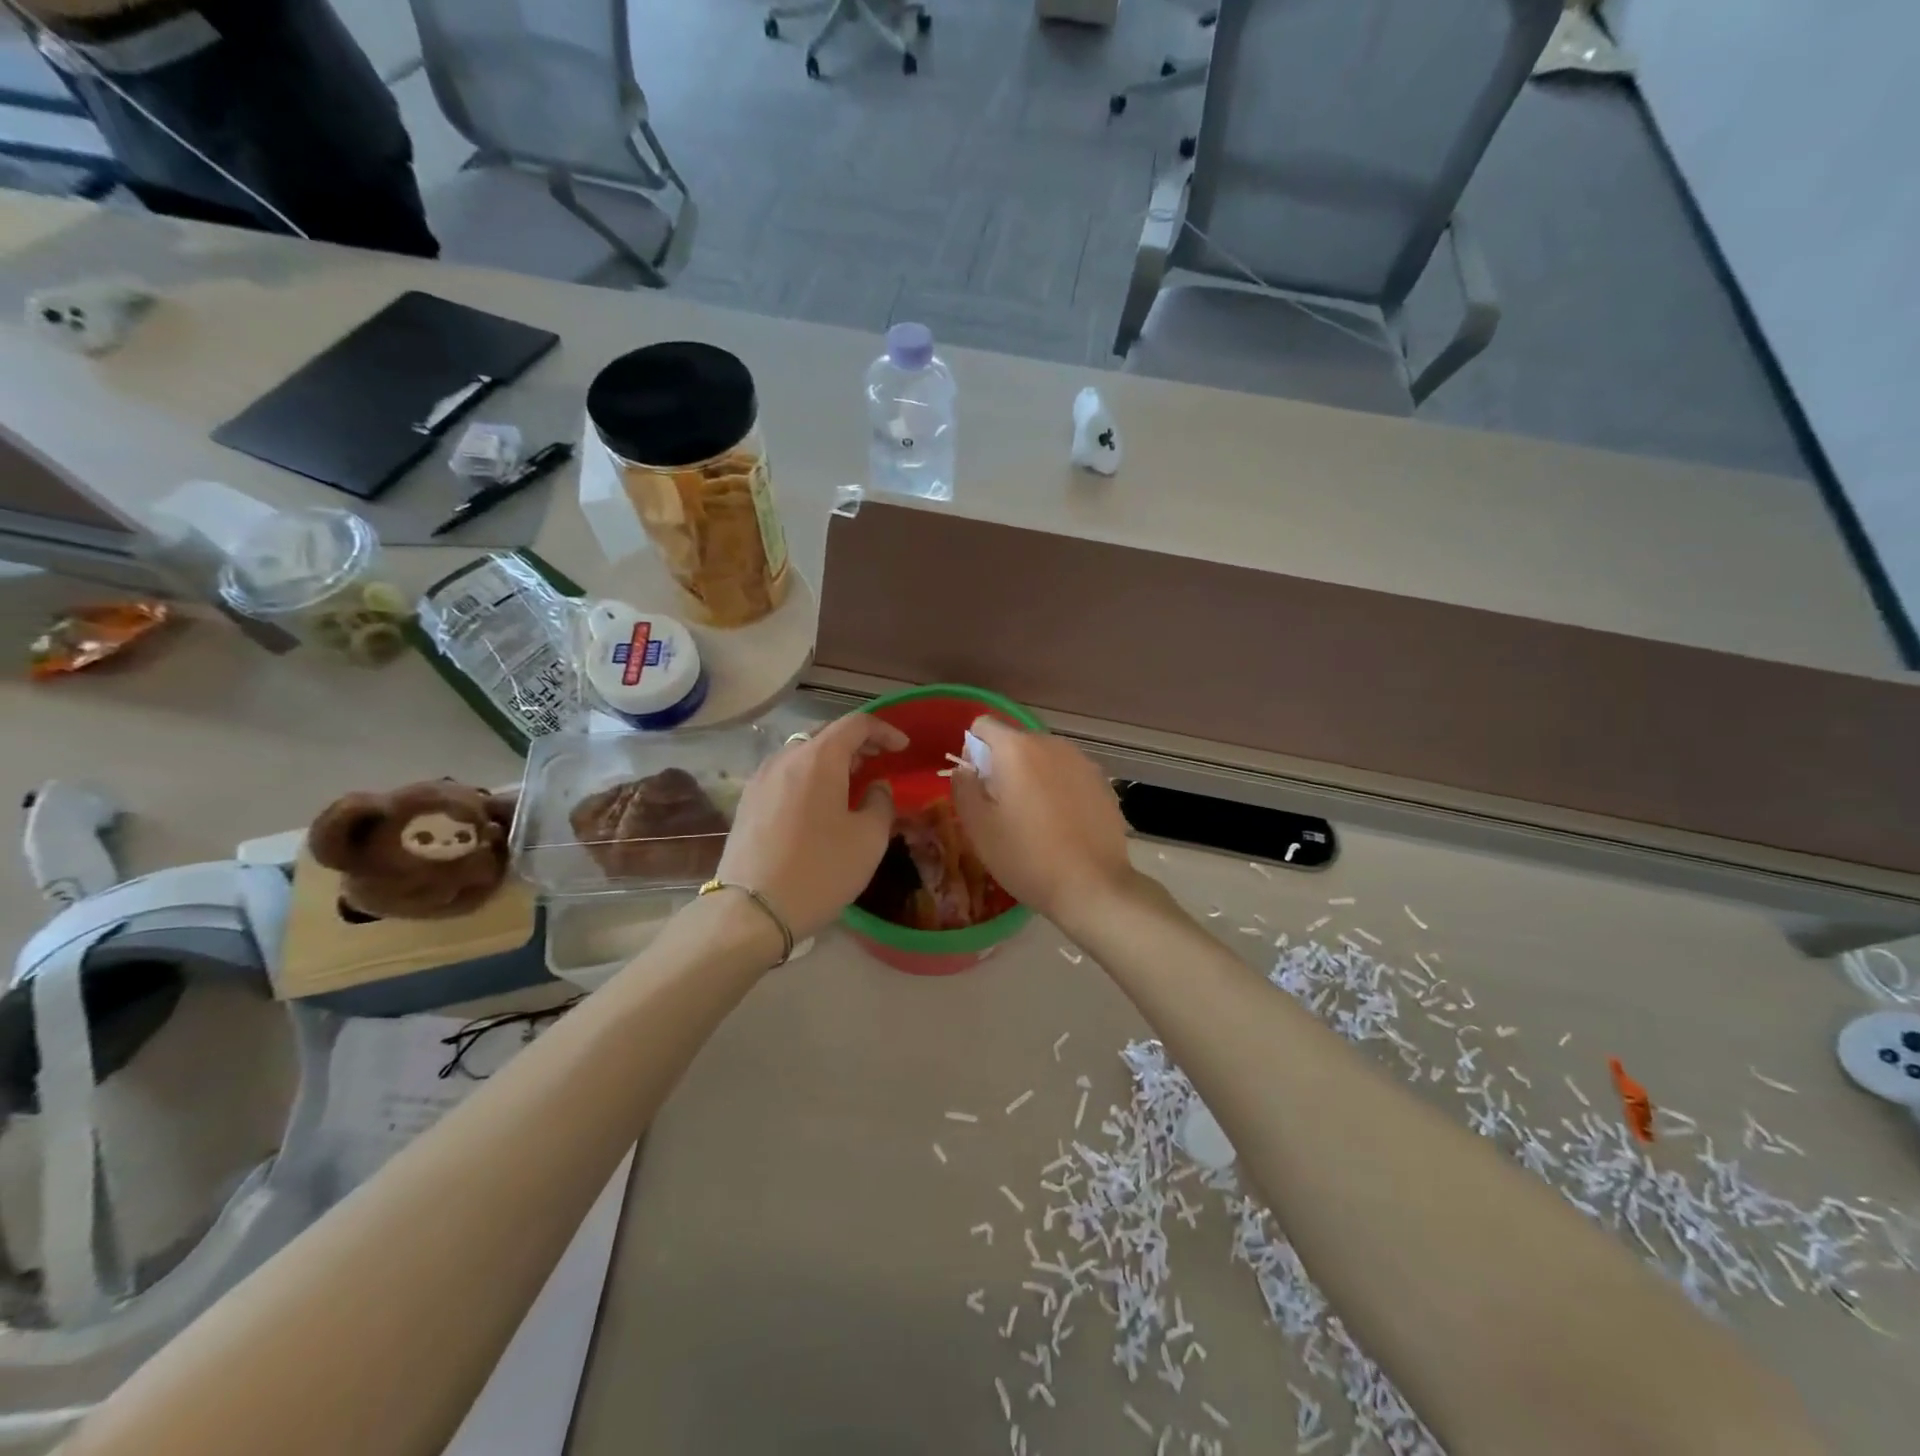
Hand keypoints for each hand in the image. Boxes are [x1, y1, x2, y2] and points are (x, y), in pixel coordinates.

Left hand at [717, 712, 907, 940]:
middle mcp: (785, 758)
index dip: (884, 730)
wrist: (751, 912)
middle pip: (826, 734)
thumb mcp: (868, 839)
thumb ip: (880, 802)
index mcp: (818, 758)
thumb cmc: (820, 871)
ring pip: (802, 754)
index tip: (903, 747)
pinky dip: (809, 777)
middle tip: (879, 761)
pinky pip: (785, 775)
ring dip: (831, 760)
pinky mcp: (747, 803)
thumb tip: (876, 787)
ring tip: (851, 782)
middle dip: (856, 743)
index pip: (856, 724)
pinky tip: (819, 803)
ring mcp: (761, 780)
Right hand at [949, 716, 1141, 929]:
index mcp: (1017, 749)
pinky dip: (1058, 789)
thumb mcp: (979, 827)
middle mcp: (1052, 744)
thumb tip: (965, 769)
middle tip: (1002, 809)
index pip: (983, 725)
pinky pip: (1068, 774)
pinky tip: (1062, 824)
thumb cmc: (1027, 856)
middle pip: (1016, 741)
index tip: (977, 786)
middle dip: (1003, 766)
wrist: (1093, 886)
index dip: (972, 751)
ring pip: (1044, 758)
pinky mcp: (1102, 782)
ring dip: (1032, 777)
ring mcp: (1082, 761)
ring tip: (1033, 818)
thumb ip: (964, 788)